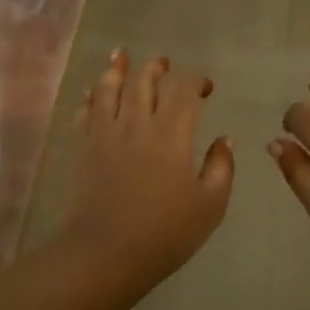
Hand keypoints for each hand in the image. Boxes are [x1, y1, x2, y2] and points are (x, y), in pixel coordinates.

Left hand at [65, 52, 234, 275]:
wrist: (106, 253)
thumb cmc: (165, 232)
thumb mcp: (210, 205)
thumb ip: (221, 167)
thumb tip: (225, 139)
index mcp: (172, 133)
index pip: (184, 90)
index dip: (196, 80)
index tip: (206, 88)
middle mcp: (137, 123)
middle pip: (144, 81)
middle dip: (156, 68)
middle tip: (163, 63)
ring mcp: (106, 134)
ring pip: (109, 89)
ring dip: (117, 69)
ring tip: (120, 56)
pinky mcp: (84, 148)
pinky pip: (85, 112)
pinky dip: (90, 97)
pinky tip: (93, 92)